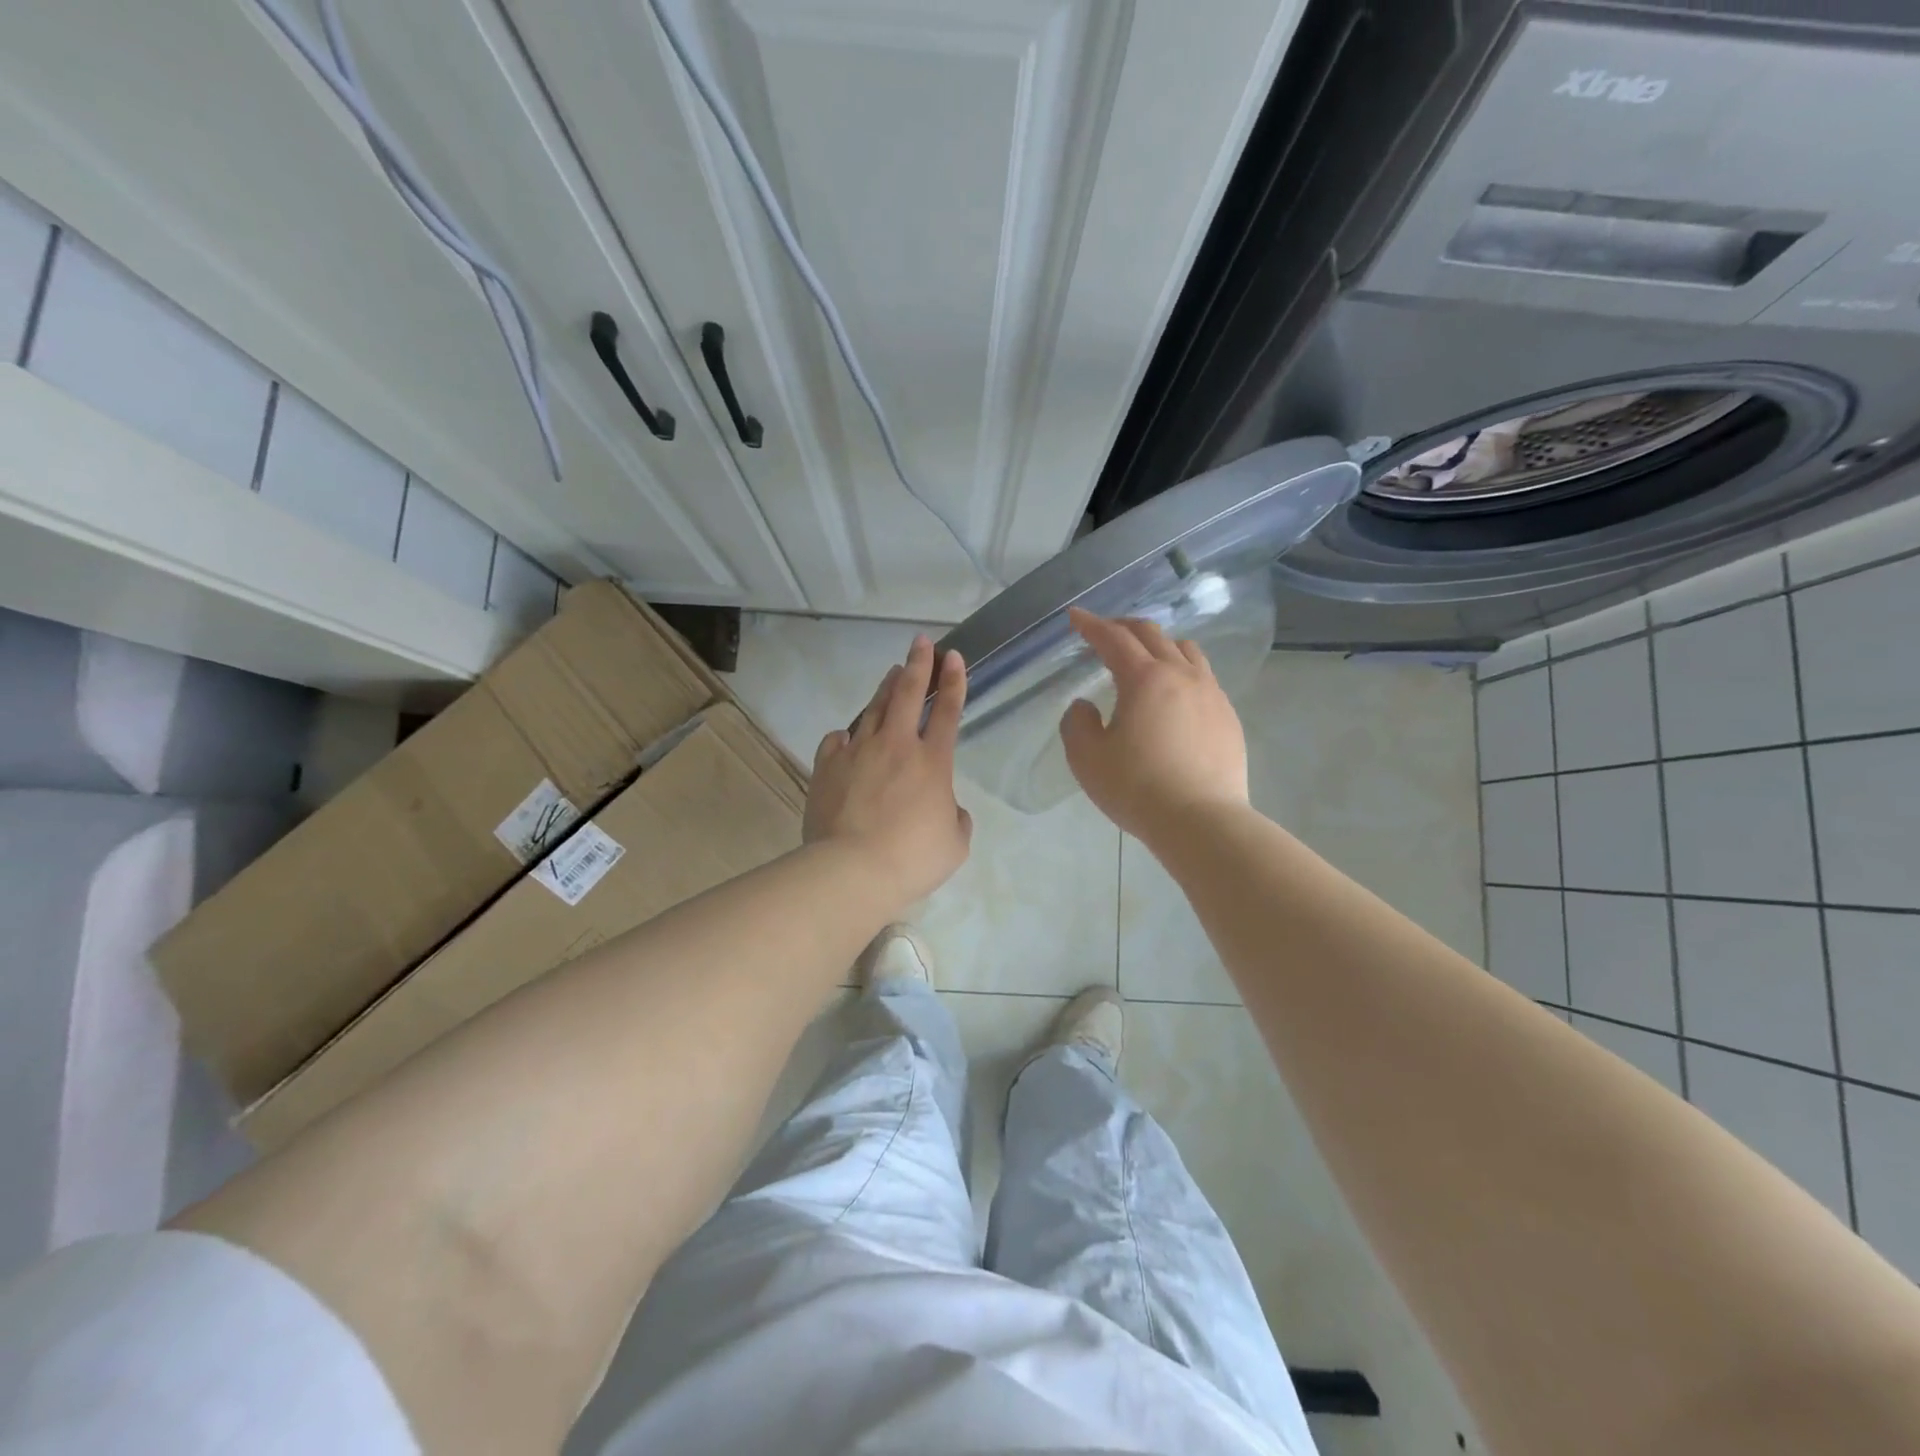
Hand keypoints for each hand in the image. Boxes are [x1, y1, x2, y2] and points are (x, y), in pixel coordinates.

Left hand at [805, 635, 972, 907]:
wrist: (852, 870)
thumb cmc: (912, 859)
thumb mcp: (955, 844)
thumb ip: (956, 818)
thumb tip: (949, 808)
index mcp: (933, 762)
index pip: (948, 711)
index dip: (953, 681)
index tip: (954, 656)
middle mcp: (897, 746)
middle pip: (909, 693)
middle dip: (919, 664)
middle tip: (922, 642)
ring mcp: (858, 752)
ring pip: (874, 709)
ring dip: (886, 688)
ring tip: (893, 672)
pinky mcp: (828, 766)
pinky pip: (838, 741)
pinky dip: (846, 735)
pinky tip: (847, 736)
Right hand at [1059, 607, 1248, 840]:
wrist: (1201, 821)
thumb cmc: (1137, 788)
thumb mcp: (1087, 759)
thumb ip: (1076, 723)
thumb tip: (1086, 706)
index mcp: (1144, 679)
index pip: (1113, 638)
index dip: (1091, 625)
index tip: (1075, 616)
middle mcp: (1182, 675)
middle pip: (1152, 635)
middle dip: (1124, 627)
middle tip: (1105, 632)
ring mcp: (1211, 694)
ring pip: (1186, 650)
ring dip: (1159, 644)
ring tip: (1145, 657)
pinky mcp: (1228, 716)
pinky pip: (1204, 677)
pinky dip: (1182, 671)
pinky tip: (1175, 695)